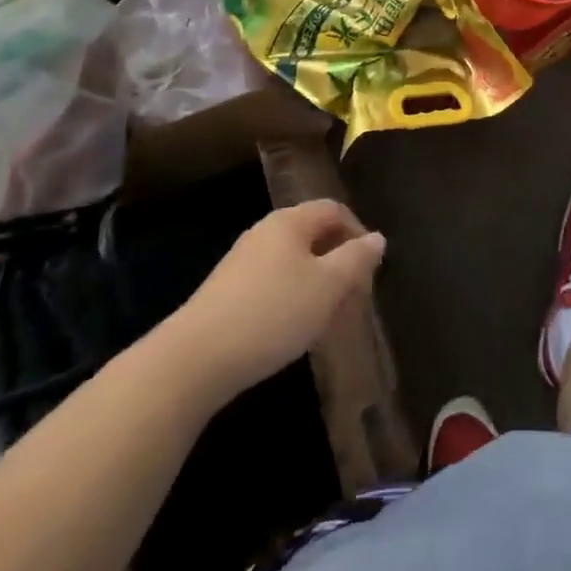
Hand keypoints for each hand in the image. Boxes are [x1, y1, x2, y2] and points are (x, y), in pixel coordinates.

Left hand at [177, 200, 385, 391]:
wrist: (193, 360)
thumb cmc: (272, 313)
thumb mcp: (327, 286)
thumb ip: (356, 259)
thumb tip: (377, 238)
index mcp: (290, 221)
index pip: (334, 210)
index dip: (358, 234)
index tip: (370, 271)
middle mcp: (266, 232)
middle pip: (314, 236)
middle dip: (339, 265)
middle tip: (354, 301)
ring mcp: (243, 262)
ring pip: (294, 264)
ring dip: (318, 286)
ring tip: (328, 322)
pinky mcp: (227, 293)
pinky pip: (273, 284)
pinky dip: (293, 300)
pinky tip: (293, 332)